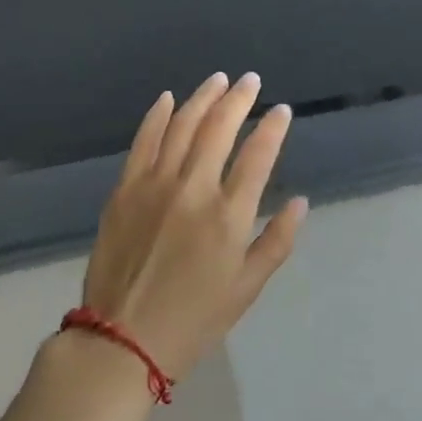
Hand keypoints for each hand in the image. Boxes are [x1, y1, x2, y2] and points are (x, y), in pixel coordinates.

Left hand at [79, 72, 307, 385]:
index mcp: (228, 216)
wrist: (121, 340)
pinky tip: (169, 98)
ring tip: (218, 80)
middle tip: (250, 80)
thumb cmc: (194, 319)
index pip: (258, 155)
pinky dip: (157, 115)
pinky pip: (143, 141)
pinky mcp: (124, 190)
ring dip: (202, 98)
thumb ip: (278, 241)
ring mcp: (154, 185)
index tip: (281, 110)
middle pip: (219, 128)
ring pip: (182, 125)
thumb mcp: (248, 288)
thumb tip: (300, 201)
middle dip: (239, 98)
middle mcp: (193, 189)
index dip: (273, 128)